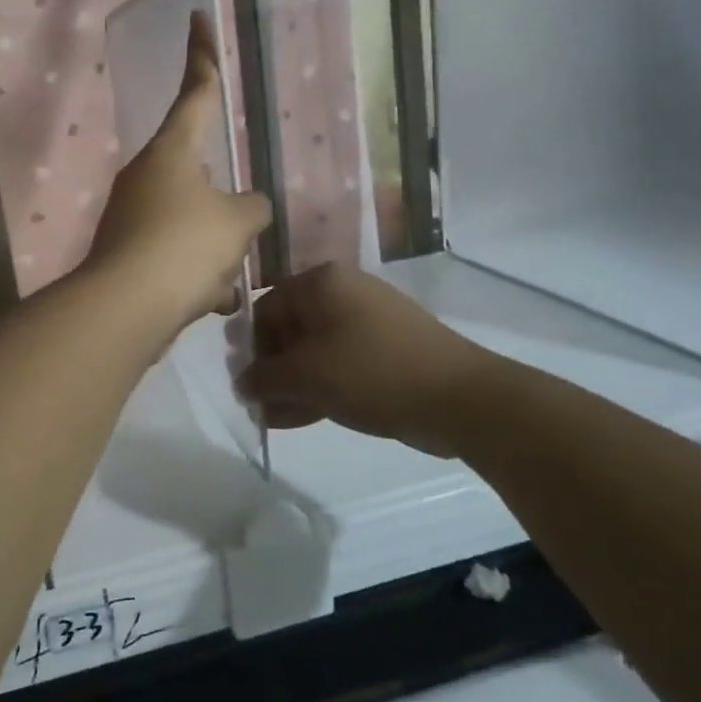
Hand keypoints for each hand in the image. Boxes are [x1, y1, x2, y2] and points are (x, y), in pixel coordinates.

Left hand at [83, 13, 271, 335]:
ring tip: (226, 282)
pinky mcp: (124, 252)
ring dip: (213, 252)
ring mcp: (130, 214)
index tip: (197, 19)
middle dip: (224, 208)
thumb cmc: (185, 247)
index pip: (195, 91)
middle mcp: (145, 175)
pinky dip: (194, 276)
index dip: (202, 56)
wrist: (125, 308)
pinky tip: (209, 301)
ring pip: (189, 223)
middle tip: (240, 235)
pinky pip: (173, 256)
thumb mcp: (237, 223)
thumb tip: (248, 207)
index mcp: (172, 151)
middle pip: (198, 175)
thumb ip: (252, 207)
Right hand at [239, 263, 490, 457]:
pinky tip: (300, 418)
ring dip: (292, 384)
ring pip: (314, 351)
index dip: (249, 346)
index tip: (243, 382)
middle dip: (271, 370)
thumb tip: (242, 383)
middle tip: (258, 404)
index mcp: (322, 283)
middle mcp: (343, 293)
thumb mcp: (307, 375)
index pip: (266, 307)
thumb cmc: (371, 372)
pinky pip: (339, 364)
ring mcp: (368, 322)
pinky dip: (319, 387)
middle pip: (290, 329)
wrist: (458, 397)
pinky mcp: (385, 350)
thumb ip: (264, 378)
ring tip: (274, 418)